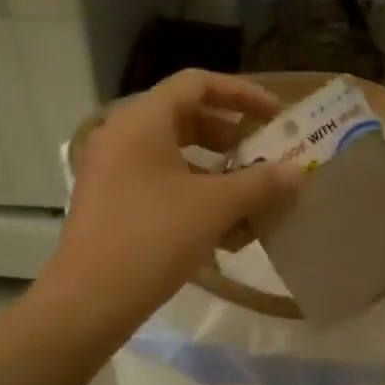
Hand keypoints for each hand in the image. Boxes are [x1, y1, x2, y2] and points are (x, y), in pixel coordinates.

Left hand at [40, 71, 301, 337]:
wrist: (87, 302)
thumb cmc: (153, 239)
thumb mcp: (215, 207)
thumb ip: (260, 183)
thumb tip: (296, 172)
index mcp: (143, 120)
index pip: (198, 83)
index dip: (242, 94)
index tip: (275, 116)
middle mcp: (123, 135)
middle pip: (185, 116)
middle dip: (230, 134)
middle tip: (261, 154)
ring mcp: (112, 170)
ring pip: (174, 153)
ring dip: (215, 169)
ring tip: (248, 195)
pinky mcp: (111, 201)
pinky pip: (159, 181)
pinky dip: (193, 193)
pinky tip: (223, 228)